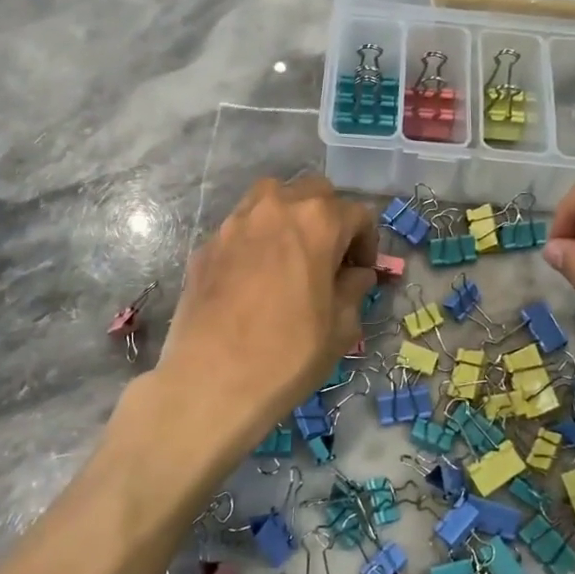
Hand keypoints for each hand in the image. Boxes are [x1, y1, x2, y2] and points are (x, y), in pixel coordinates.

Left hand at [120, 176, 376, 470]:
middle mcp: (276, 207)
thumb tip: (356, 274)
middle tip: (329, 257)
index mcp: (317, 222)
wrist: (210, 381)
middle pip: (313, 192)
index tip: (361, 271)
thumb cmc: (288, 354)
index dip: (366, 242)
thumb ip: (353, 289)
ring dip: (289, 216)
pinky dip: (256, 238)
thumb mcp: (340, 328)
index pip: (357, 213)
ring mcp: (235, 222)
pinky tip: (254, 276)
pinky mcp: (207, 244)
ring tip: (290, 254)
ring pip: (271, 198)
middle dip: (329, 217)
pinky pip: (241, 226)